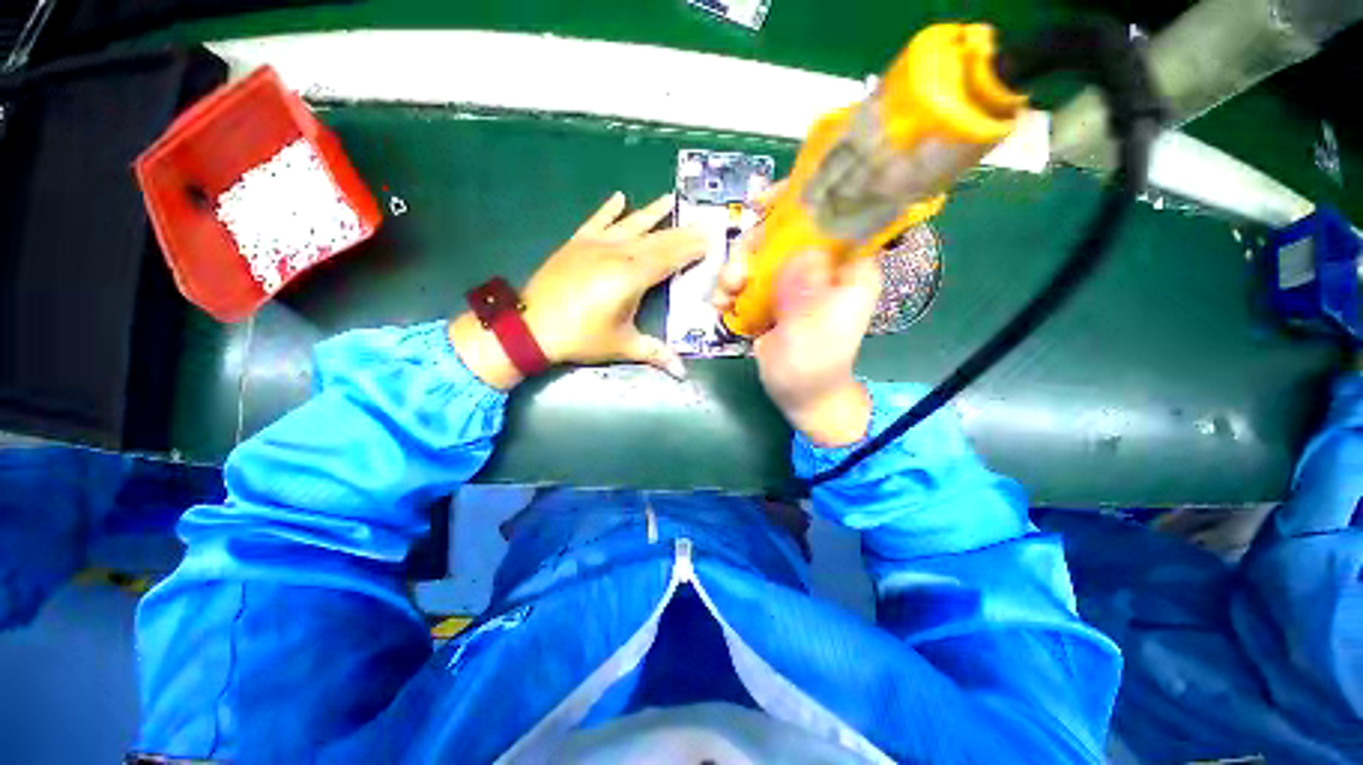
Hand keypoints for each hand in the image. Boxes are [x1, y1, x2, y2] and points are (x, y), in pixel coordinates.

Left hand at [451, 192, 705, 388]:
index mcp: (631, 277)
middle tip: (702, 221)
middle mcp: (617, 253)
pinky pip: (596, 221)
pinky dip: (609, 209)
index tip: (711, 238)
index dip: (691, 248)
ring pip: (631, 225)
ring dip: (652, 213)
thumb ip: (656, 354)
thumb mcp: (622, 346)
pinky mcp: (576, 243)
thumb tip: (683, 373)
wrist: (531, 327)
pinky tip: (619, 196)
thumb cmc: (581, 337)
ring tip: (670, 198)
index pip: (669, 258)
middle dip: (681, 231)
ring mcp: (595, 245)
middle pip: (656, 239)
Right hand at [712, 184, 880, 446]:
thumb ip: (806, 293)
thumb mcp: (813, 332)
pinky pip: (748, 277)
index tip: (762, 204)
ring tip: (724, 297)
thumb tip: (799, 251)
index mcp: (848, 268)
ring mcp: (794, 280)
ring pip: (760, 253)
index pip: (834, 214)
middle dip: (753, 247)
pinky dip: (730, 287)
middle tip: (734, 277)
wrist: (800, 395)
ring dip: (735, 269)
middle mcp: (821, 266)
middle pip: (784, 231)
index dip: (801, 199)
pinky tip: (722, 305)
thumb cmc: (814, 367)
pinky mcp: (773, 295)